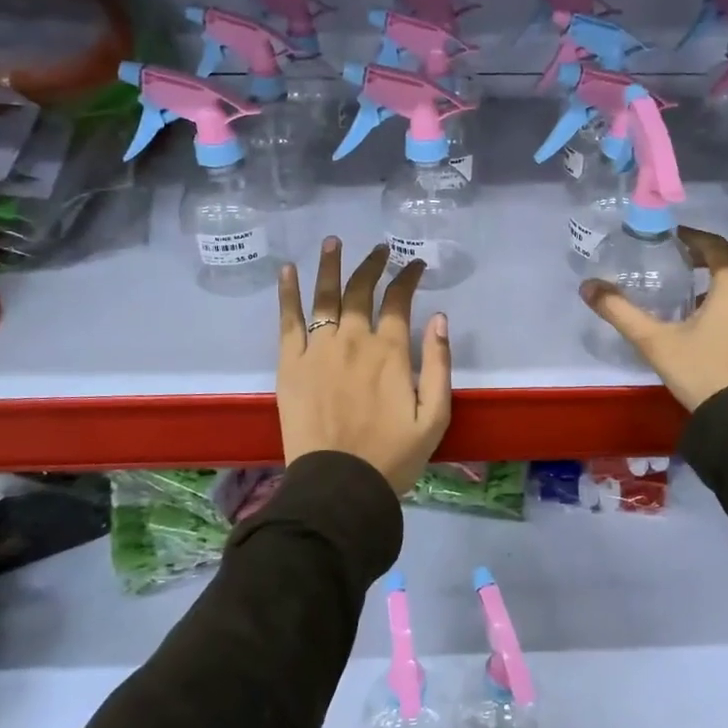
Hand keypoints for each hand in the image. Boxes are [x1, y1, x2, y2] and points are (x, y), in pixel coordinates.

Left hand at [277, 238, 452, 493]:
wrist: (339, 486)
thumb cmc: (393, 455)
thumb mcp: (435, 416)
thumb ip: (440, 364)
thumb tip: (441, 318)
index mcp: (391, 351)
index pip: (401, 301)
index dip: (409, 277)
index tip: (415, 265)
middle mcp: (354, 340)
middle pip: (362, 290)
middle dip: (373, 265)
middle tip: (380, 250)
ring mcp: (319, 349)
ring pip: (325, 296)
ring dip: (331, 265)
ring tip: (333, 242)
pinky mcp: (291, 364)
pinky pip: (288, 321)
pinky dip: (288, 293)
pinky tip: (287, 271)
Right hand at [580, 227, 727, 411]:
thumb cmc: (703, 371)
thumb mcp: (655, 341)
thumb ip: (620, 311)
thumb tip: (587, 286)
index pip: (714, 245)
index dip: (692, 238)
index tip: (673, 239)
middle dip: (720, 253)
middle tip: (692, 262)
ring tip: (703, 292)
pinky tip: (721, 320)